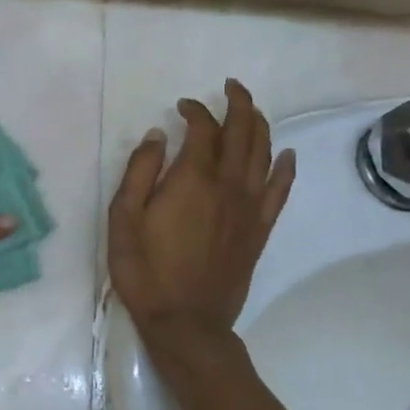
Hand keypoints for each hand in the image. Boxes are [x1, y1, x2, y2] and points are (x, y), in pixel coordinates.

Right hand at [107, 80, 294, 380]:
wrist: (186, 322)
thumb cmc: (146, 270)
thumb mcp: (124, 218)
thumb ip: (140, 171)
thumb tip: (157, 135)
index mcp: (193, 179)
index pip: (203, 129)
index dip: (195, 110)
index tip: (181, 106)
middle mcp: (228, 185)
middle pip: (242, 132)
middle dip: (238, 103)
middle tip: (230, 87)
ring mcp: (249, 207)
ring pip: (263, 154)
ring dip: (259, 125)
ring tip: (251, 109)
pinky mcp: (259, 229)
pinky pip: (280, 190)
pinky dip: (285, 168)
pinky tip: (286, 154)